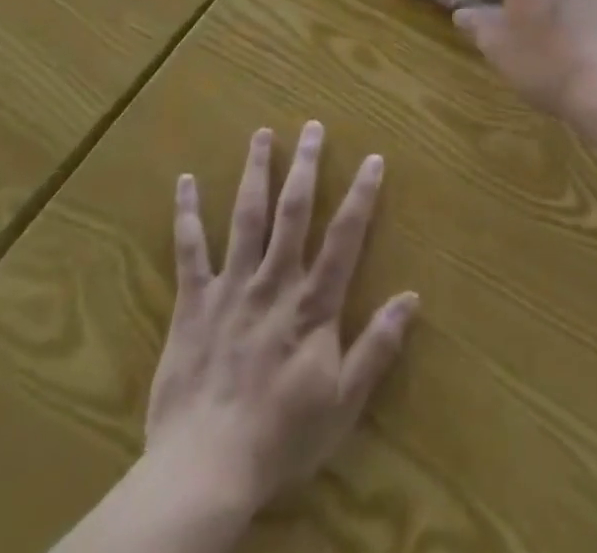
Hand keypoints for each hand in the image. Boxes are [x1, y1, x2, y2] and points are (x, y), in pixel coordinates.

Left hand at [144, 123, 417, 518]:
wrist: (205, 470)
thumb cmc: (281, 438)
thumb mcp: (343, 402)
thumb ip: (377, 348)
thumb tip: (412, 298)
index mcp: (312, 304)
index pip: (344, 237)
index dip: (361, 195)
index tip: (373, 158)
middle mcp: (274, 282)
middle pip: (293, 211)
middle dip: (306, 165)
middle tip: (313, 126)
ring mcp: (231, 287)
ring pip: (246, 217)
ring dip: (255, 172)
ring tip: (262, 134)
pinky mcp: (193, 303)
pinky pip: (189, 251)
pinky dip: (187, 214)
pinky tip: (185, 181)